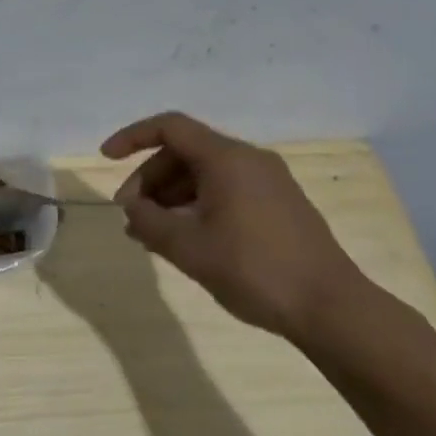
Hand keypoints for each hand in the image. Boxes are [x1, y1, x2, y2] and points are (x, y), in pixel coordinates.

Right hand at [101, 111, 369, 342]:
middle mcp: (249, 161)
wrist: (330, 307)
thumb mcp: (186, 247)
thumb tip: (132, 209)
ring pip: (203, 174)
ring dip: (169, 197)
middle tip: (130, 214)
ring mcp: (268, 183)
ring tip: (150, 234)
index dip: (132, 137)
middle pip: (184, 153)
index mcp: (227, 159)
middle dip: (149, 179)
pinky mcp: (277, 205)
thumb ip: (147, 221)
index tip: (105, 158)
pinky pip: (224, 191)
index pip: (170, 127)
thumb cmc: (252, 269)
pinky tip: (182, 239)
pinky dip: (194, 206)